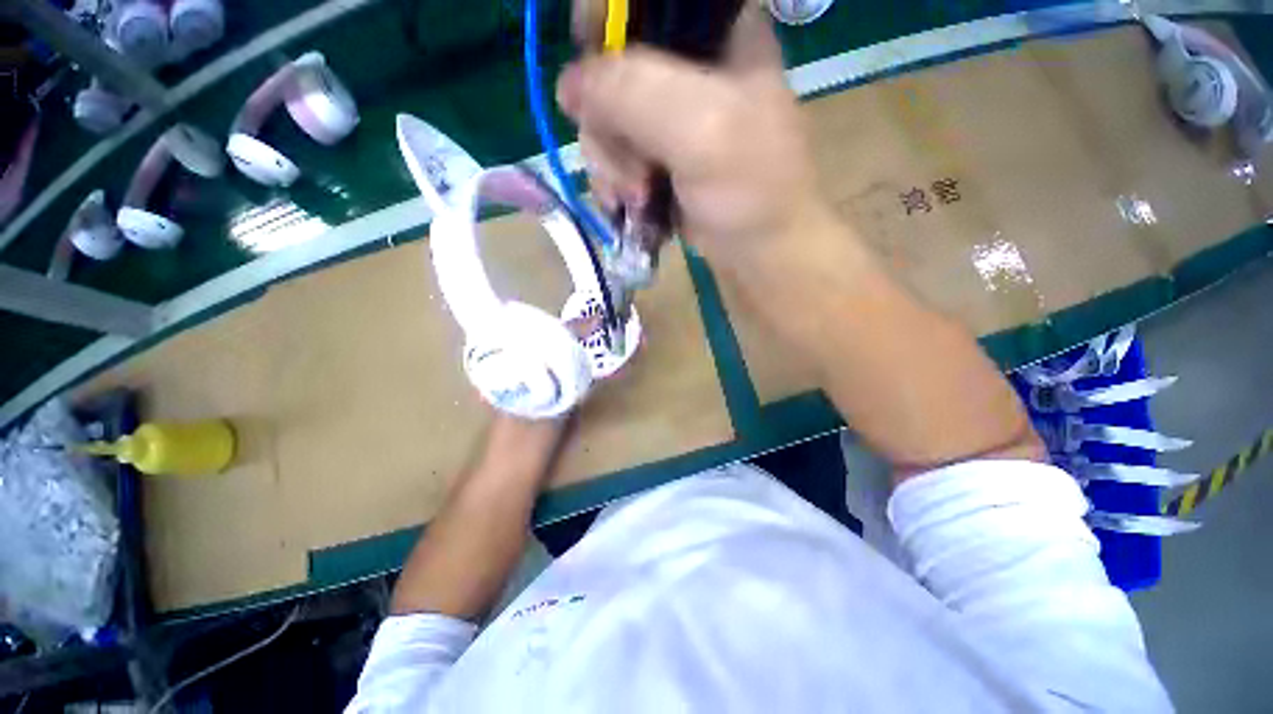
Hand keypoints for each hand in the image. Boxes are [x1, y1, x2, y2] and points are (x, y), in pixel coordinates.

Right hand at [556, 8, 834, 282]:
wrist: (760, 251)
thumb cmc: (750, 190)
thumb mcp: (701, 130)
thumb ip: (635, 93)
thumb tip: (568, 84)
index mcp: (716, 32)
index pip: (643, 1)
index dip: (604, 25)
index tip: (595, 81)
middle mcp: (687, 65)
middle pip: (610, 67)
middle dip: (608, 127)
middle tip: (633, 174)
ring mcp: (667, 116)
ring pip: (605, 118)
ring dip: (611, 166)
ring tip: (635, 199)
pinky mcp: (656, 155)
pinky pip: (613, 154)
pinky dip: (614, 183)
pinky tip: (628, 207)